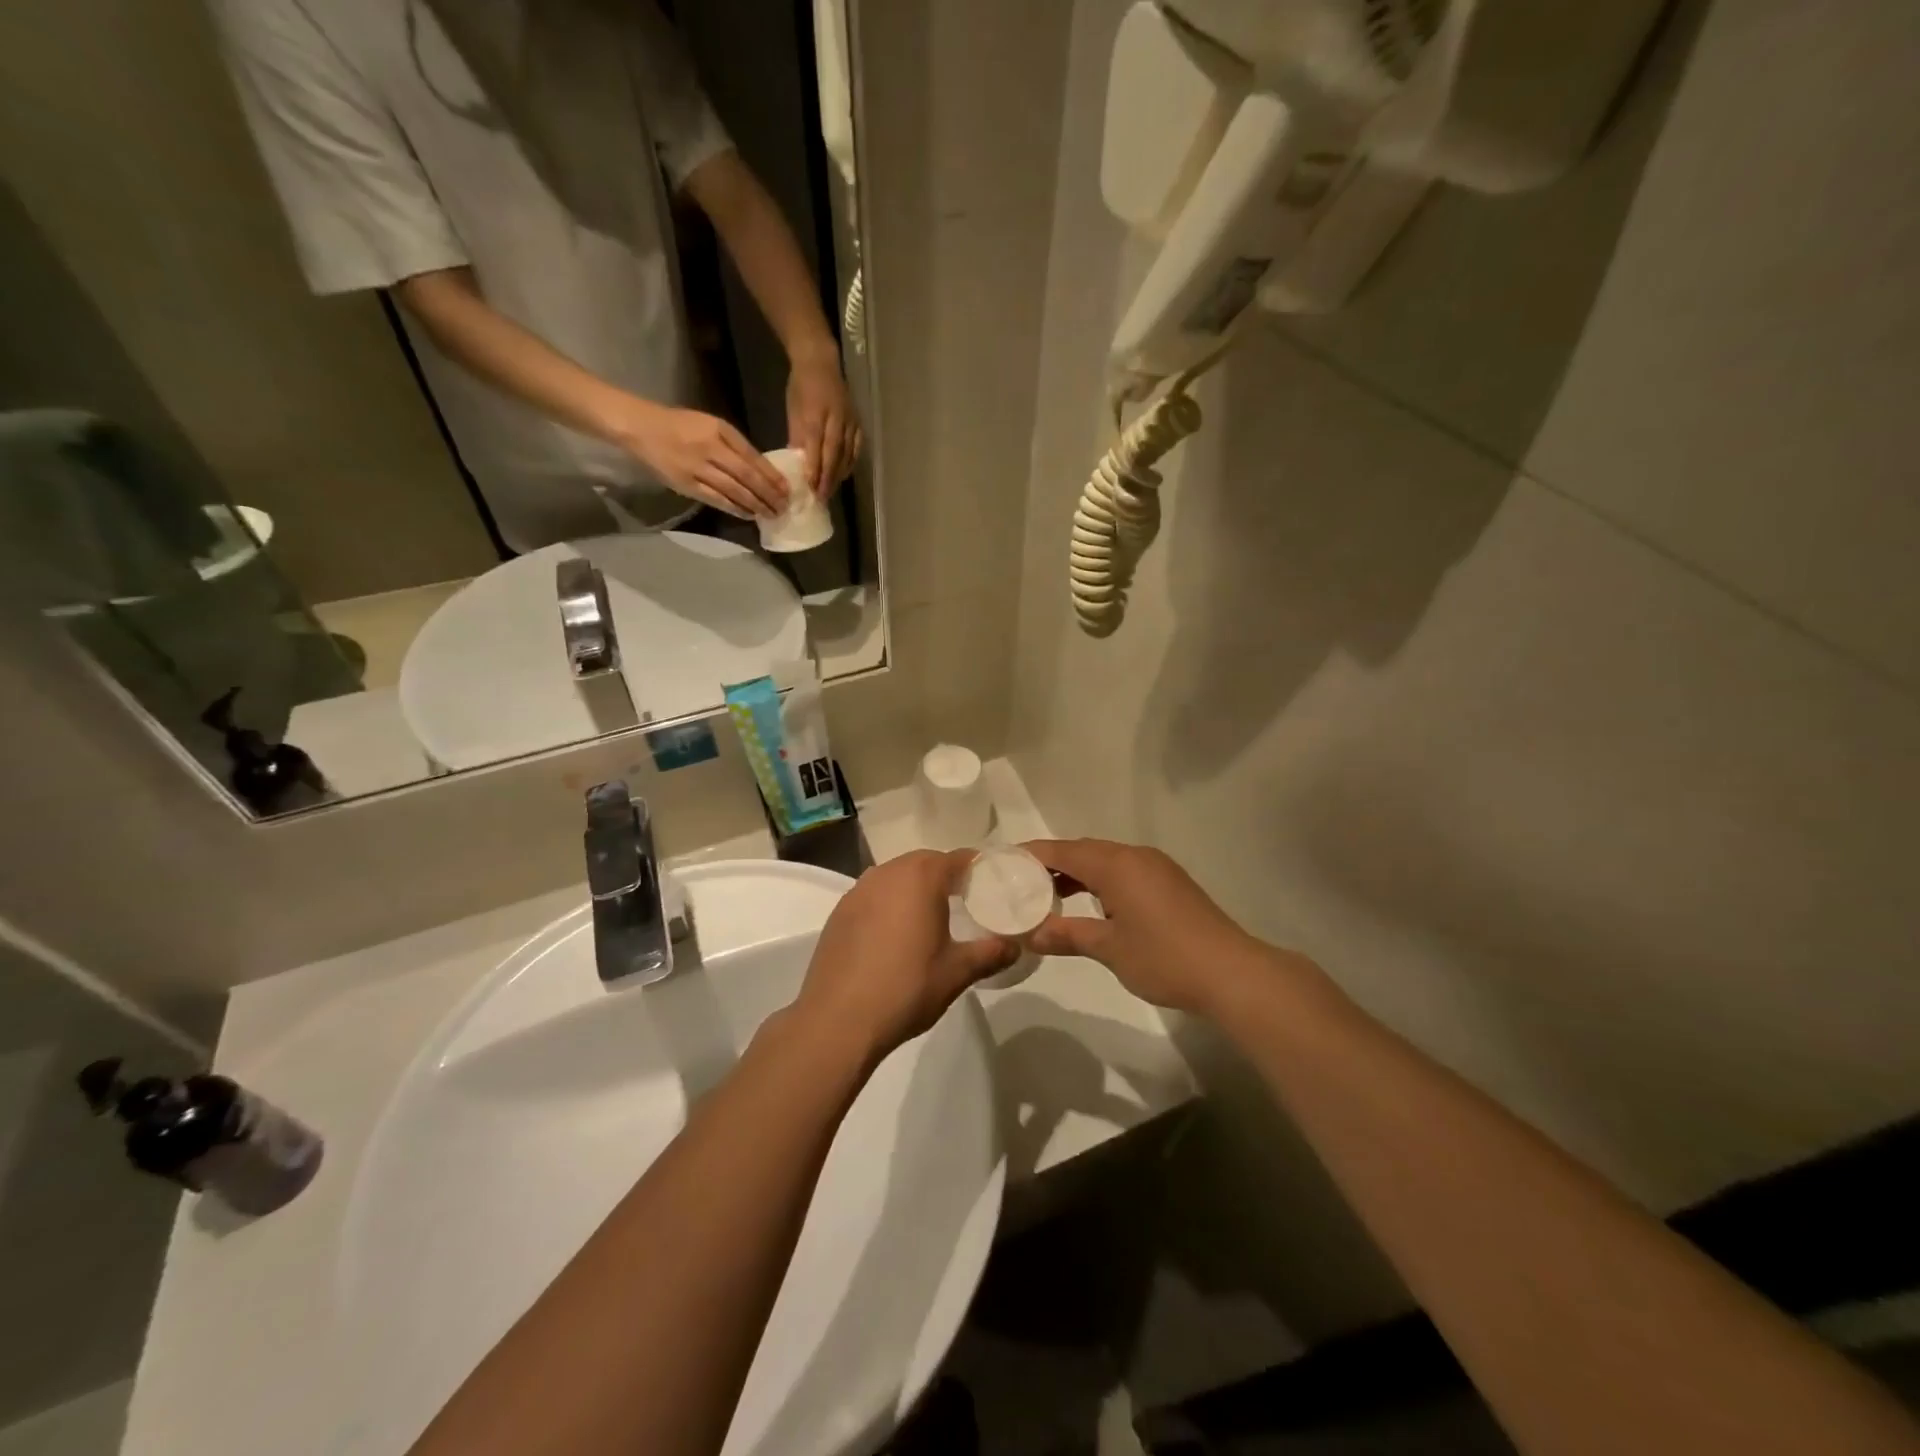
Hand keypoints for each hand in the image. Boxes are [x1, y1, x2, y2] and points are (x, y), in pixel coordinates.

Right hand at [613, 400, 787, 517]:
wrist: (641, 428)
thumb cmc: (680, 425)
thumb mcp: (712, 425)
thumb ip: (735, 445)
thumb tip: (762, 470)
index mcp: (720, 431)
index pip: (753, 457)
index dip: (772, 476)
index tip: (787, 490)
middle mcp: (711, 449)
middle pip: (747, 477)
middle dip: (769, 495)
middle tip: (784, 508)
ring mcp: (698, 469)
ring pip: (734, 491)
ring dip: (755, 505)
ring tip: (770, 514)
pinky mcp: (687, 485)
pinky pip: (716, 500)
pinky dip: (735, 509)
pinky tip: (748, 515)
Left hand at [786, 349, 861, 496]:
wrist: (821, 361)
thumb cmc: (801, 386)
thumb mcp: (793, 410)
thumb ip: (797, 436)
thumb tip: (796, 464)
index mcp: (816, 413)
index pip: (816, 446)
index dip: (815, 468)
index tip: (810, 487)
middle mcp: (836, 418)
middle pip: (834, 454)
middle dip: (828, 477)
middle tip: (822, 497)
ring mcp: (850, 421)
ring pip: (847, 453)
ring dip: (840, 474)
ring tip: (832, 490)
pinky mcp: (857, 422)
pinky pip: (856, 447)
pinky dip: (851, 463)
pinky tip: (844, 474)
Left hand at [793, 851, 1016, 1063]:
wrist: (837, 1020)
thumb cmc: (906, 989)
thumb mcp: (957, 973)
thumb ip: (990, 953)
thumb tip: (1015, 946)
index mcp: (920, 877)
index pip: (959, 859)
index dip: (979, 869)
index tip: (994, 887)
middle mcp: (888, 872)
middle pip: (926, 862)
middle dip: (947, 877)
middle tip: (967, 903)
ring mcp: (858, 890)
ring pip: (897, 877)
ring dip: (916, 889)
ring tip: (932, 919)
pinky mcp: (839, 912)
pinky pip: (874, 895)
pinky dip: (890, 904)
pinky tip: (896, 935)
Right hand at [1022, 839, 1305, 1015]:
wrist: (1231, 972)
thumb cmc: (1164, 957)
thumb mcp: (1109, 948)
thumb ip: (1068, 935)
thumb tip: (1031, 934)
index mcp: (1116, 864)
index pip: (1064, 850)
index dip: (1033, 854)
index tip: (1004, 861)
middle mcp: (1135, 856)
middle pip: (1084, 851)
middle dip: (1052, 864)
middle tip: (1021, 882)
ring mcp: (1157, 868)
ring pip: (1105, 861)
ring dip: (1078, 874)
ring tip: (1049, 895)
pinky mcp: (1170, 884)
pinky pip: (1124, 872)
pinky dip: (1100, 882)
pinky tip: (1093, 906)